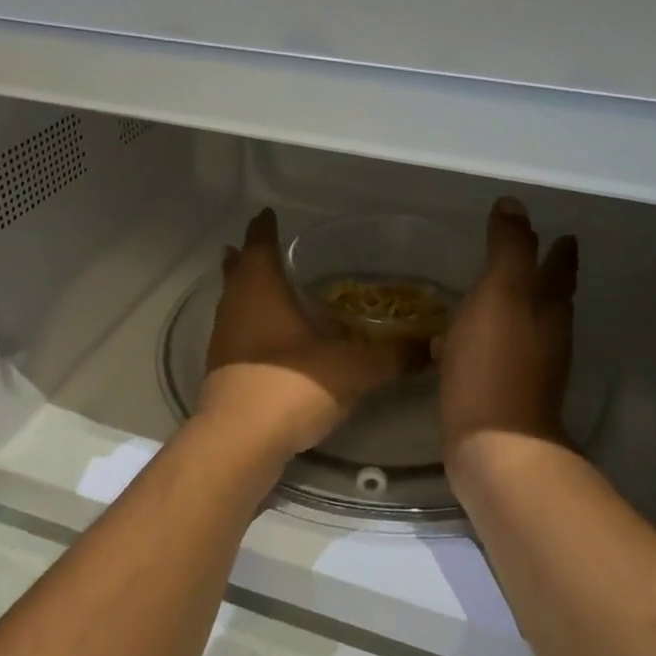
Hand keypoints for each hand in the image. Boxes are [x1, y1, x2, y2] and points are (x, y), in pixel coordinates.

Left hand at [200, 209, 411, 460]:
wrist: (240, 441)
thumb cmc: (291, 385)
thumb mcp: (354, 368)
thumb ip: (393, 356)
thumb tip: (432, 347)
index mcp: (260, 290)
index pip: (259, 245)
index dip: (264, 228)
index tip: (268, 214)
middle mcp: (234, 308)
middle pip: (237, 272)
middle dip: (249, 258)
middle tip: (264, 248)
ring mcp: (223, 341)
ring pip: (233, 304)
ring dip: (246, 293)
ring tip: (268, 288)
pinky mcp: (222, 372)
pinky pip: (236, 335)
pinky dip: (250, 327)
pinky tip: (271, 341)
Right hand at [438, 198, 578, 459]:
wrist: (494, 443)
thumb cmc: (495, 362)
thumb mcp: (501, 292)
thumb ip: (510, 247)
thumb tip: (515, 205)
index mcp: (548, 307)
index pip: (559, 268)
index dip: (560, 250)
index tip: (564, 233)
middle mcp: (546, 335)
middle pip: (550, 298)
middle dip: (545, 277)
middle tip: (535, 258)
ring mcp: (529, 368)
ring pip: (525, 327)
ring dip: (514, 308)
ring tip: (493, 295)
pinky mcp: (504, 393)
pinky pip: (496, 354)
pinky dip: (485, 340)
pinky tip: (458, 344)